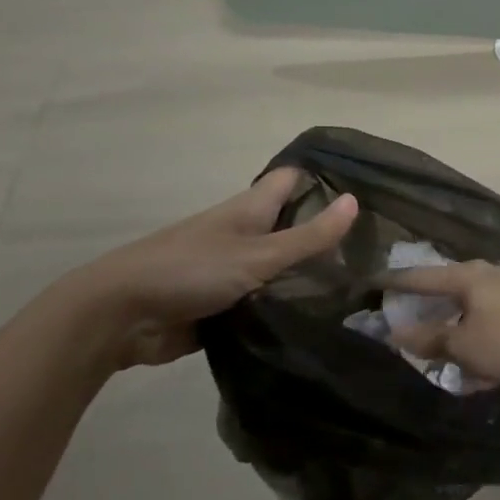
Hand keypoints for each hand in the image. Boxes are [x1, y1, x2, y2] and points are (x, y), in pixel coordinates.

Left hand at [65, 168, 356, 368]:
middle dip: (327, 235)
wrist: (121, 317)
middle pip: (293, 225)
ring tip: (362, 287)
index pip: (295, 180)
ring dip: (310, 276)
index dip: (327, 180)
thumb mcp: (258, 254)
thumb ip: (307, 235)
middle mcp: (245, 233)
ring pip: (281, 267)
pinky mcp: (225, 305)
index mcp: (251, 209)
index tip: (369, 193)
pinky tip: (323, 320)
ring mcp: (234, 270)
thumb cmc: (190, 270)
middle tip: (378, 250)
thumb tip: (355, 201)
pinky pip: (266, 301)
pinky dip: (287, 307)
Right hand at [385, 261, 499, 385]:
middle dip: (427, 300)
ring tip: (439, 335)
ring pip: (470, 302)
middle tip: (405, 309)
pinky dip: (475, 330)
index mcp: (467, 276)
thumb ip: (431, 339)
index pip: (422, 276)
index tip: (374, 282)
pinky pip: (489, 316)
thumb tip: (397, 333)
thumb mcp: (464, 345)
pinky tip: (475, 351)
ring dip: (453, 318)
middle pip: (448, 285)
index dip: (396, 282)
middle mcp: (488, 274)